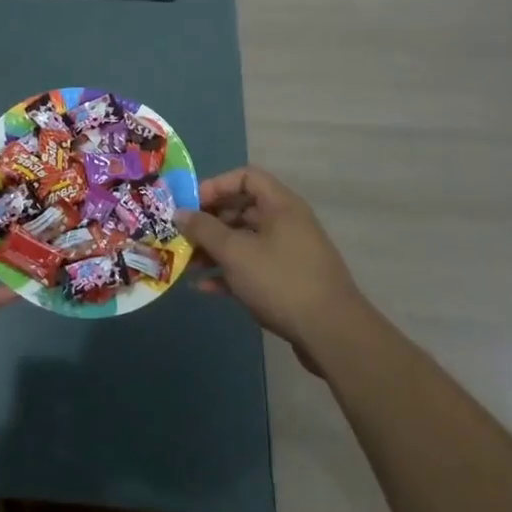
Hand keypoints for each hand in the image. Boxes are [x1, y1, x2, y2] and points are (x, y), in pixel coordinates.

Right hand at [177, 167, 365, 372]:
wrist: (332, 334)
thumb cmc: (281, 280)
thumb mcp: (236, 252)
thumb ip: (204, 229)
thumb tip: (180, 213)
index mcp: (280, 205)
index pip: (245, 177)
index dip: (215, 186)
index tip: (191, 204)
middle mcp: (286, 223)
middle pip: (241, 210)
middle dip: (209, 222)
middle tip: (182, 236)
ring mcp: (288, 254)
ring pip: (244, 241)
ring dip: (214, 250)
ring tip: (186, 265)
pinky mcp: (287, 282)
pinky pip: (252, 268)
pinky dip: (228, 273)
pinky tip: (203, 288)